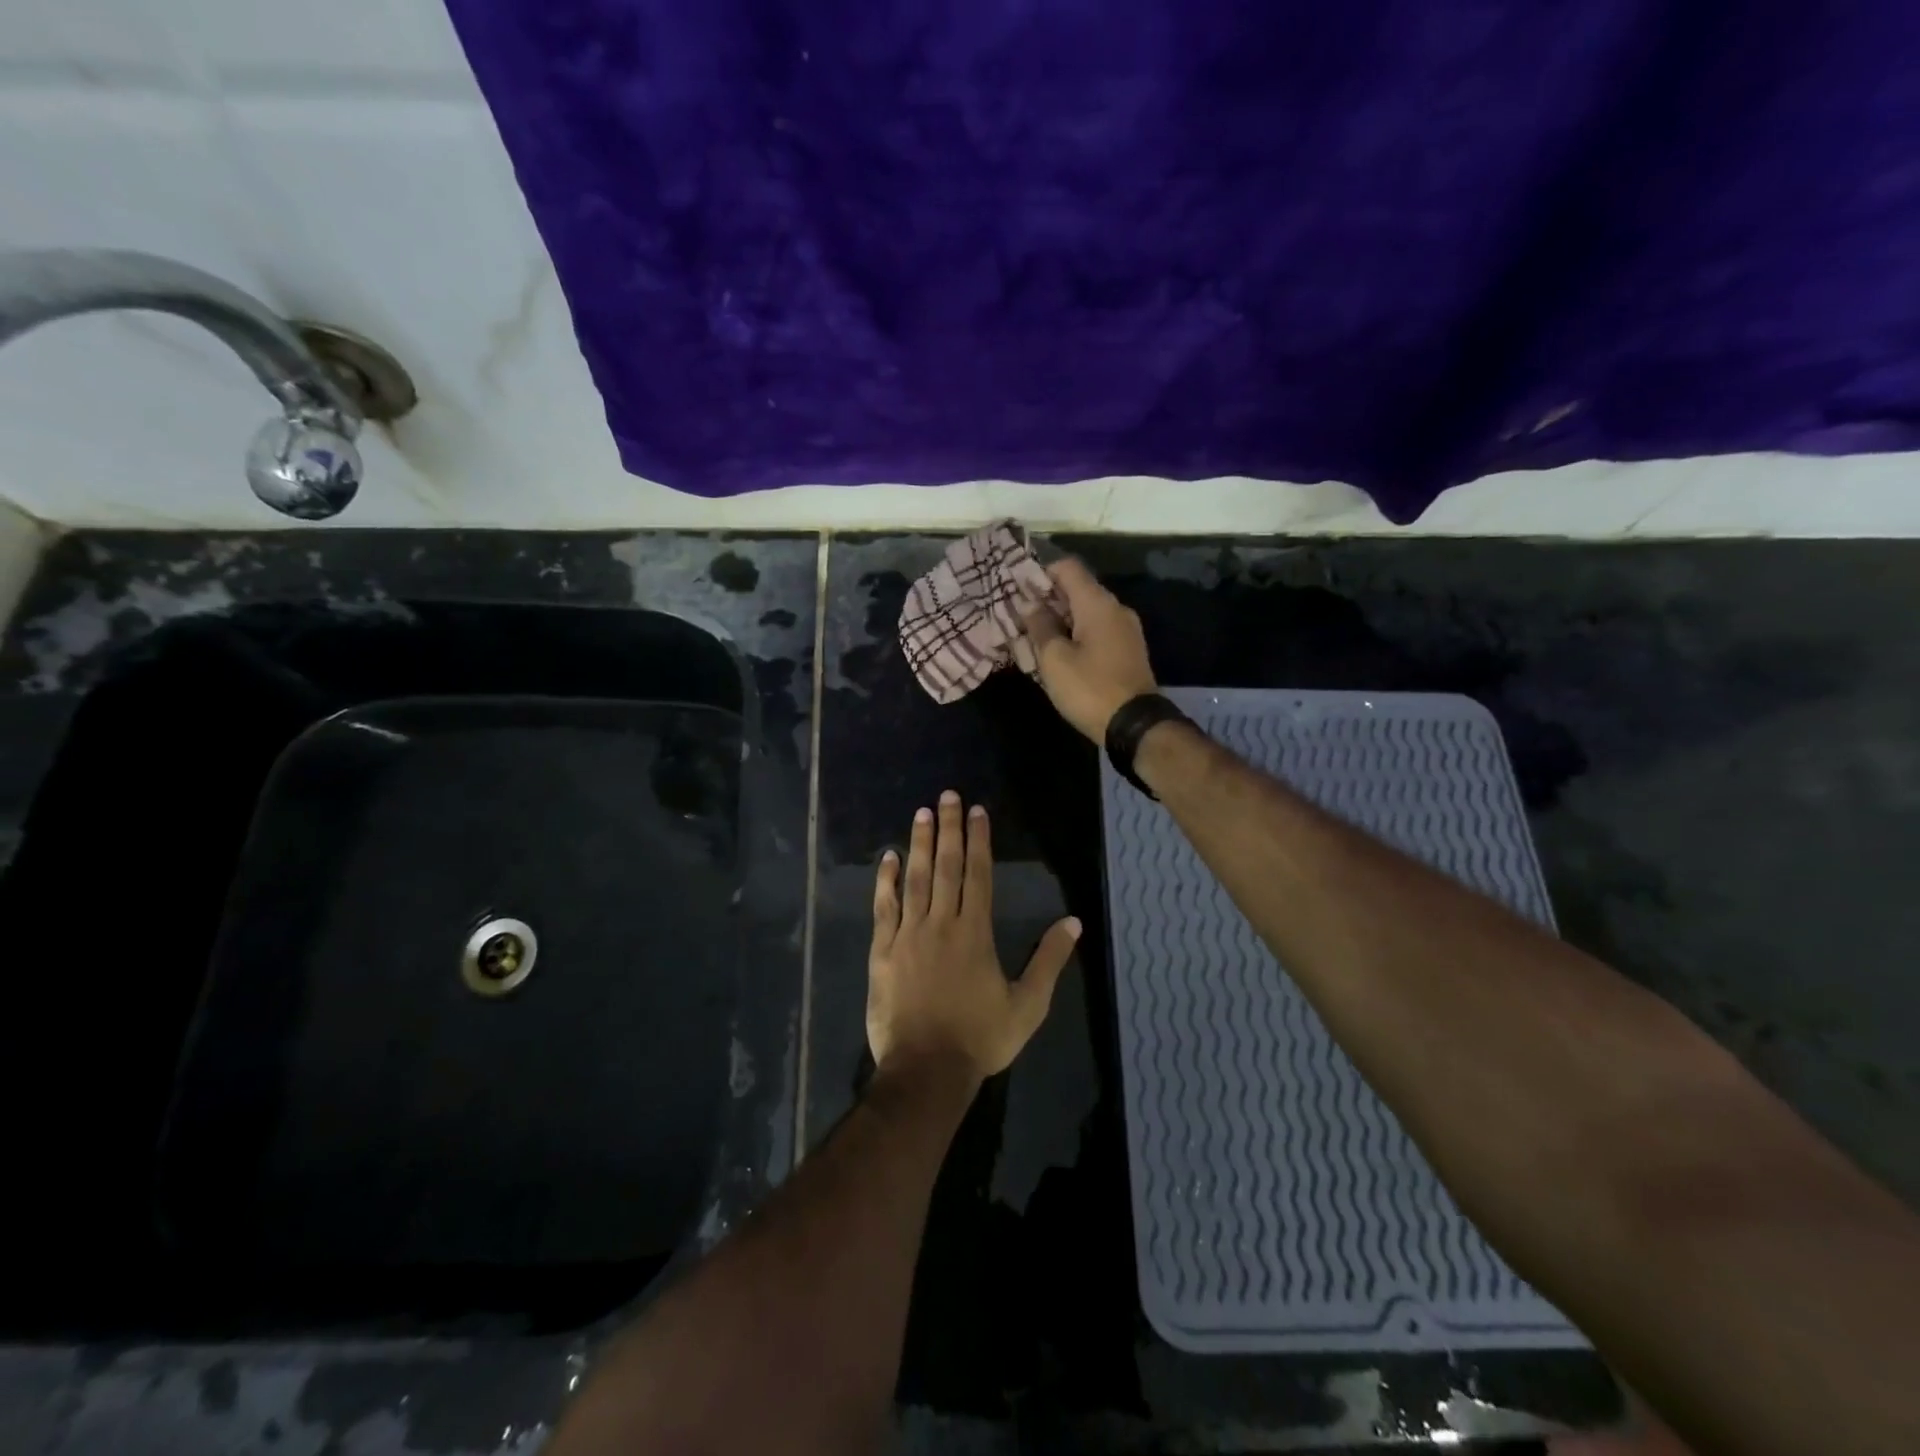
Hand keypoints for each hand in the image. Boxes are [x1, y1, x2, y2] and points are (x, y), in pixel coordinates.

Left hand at [868, 791, 1080, 1084]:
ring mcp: (908, 935)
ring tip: (921, 813)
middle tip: (947, 796)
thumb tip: (1073, 922)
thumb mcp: (1028, 1005)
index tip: (977, 811)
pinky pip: (883, 908)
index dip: (979, 841)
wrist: (926, 1070)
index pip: (979, 875)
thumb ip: (1050, 960)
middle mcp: (941, 924)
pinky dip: (885, 881)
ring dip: (918, 844)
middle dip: (948, 829)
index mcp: (975, 933)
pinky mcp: (883, 951)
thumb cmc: (980, 1038)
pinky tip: (887, 858)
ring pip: (914, 879)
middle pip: (945, 866)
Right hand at [1021, 558, 1157, 742]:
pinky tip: (1058, 653)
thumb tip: (1030, 604)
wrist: (1134, 725)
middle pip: (1077, 589)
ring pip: (1086, 613)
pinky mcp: (1127, 650)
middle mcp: (1115, 609)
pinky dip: (1076, 634)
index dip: (1040, 573)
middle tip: (1019, 616)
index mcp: (1098, 604)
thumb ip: (1039, 626)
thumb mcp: (1054, 659)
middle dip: (1047, 599)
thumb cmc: (1089, 688)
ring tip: (1034, 637)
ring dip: (1060, 620)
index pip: (1067, 568)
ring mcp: (1125, 630)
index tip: (1017, 590)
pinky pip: (1097, 631)